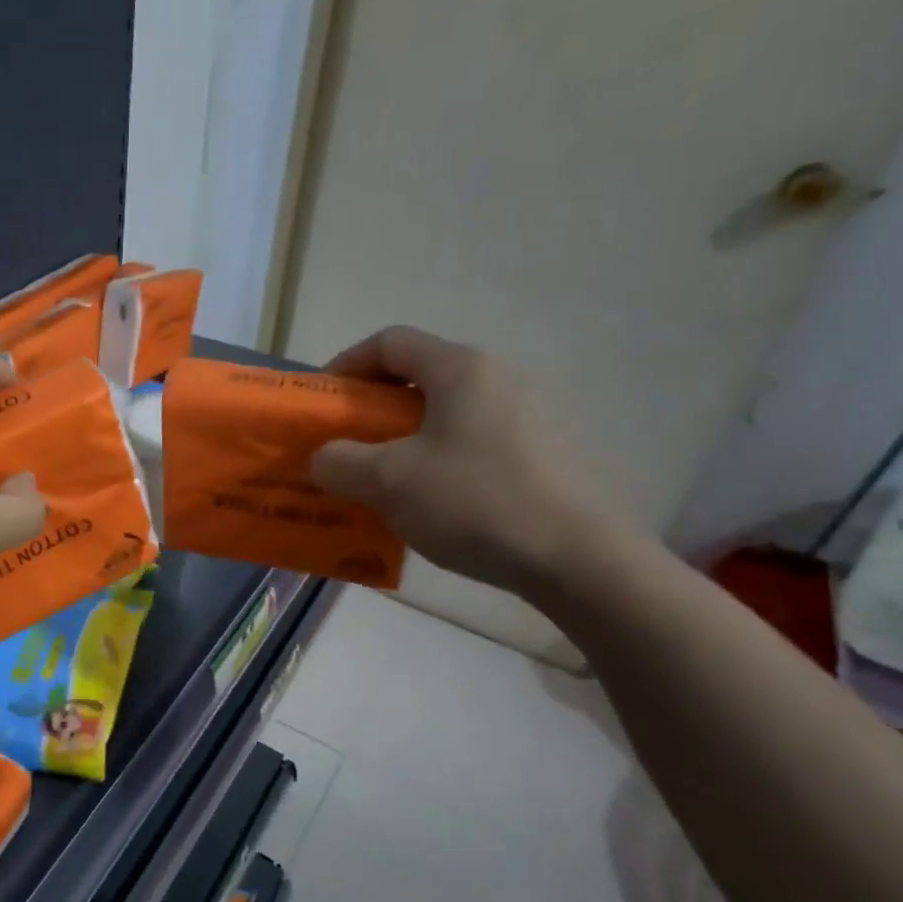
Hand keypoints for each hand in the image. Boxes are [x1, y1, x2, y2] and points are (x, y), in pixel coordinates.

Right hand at [309, 326, 599, 595]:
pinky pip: (474, 444)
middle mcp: (500, 378)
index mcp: (461, 369)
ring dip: (404, 442)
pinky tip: (432, 506)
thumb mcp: (388, 481)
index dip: (346, 366)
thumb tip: (325, 458)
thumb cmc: (474, 502)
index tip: (323, 406)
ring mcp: (531, 415)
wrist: (579, 558)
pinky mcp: (548, 453)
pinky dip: (439, 463)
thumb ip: (339, 462)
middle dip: (372, 413)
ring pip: (446, 416)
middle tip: (348, 451)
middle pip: (419, 379)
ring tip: (385, 485)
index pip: (390, 343)